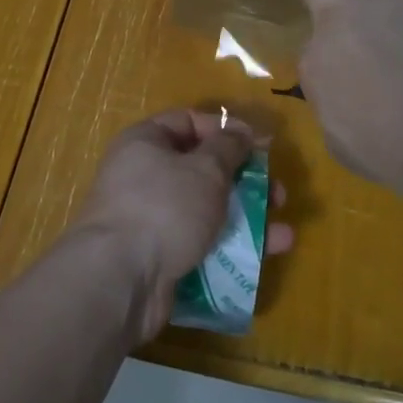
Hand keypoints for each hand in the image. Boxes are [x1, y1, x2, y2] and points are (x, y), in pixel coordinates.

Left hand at [75, 109, 293, 344]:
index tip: (259, 145)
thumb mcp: (205, 168)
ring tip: (282, 234)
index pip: (189, 122)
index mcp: (145, 142)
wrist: (120, 280)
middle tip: (277, 193)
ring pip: (207, 211)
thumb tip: (240, 132)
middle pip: (203, 170)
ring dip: (246, 219)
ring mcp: (151, 220)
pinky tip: (265, 257)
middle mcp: (144, 177)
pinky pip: (202, 244)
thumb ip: (228, 147)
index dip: (226, 130)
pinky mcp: (160, 257)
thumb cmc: (164, 207)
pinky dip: (232, 247)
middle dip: (244, 181)